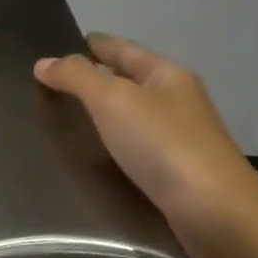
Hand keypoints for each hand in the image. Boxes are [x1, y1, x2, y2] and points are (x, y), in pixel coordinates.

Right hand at [35, 34, 257, 253]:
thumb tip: (44, 62)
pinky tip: (91, 157)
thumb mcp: (113, 100)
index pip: (120, 49)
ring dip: (102, 117)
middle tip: (49, 87)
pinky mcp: (175, 174)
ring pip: (131, 117)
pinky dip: (112, 147)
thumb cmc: (162, 145)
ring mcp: (178, 139)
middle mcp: (176, 101)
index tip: (56, 48)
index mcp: (166, 74)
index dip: (90, 45)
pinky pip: (134, 149)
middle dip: (93, 80)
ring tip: (62, 122)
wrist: (214, 213)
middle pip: (127, 81)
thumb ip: (77, 78)